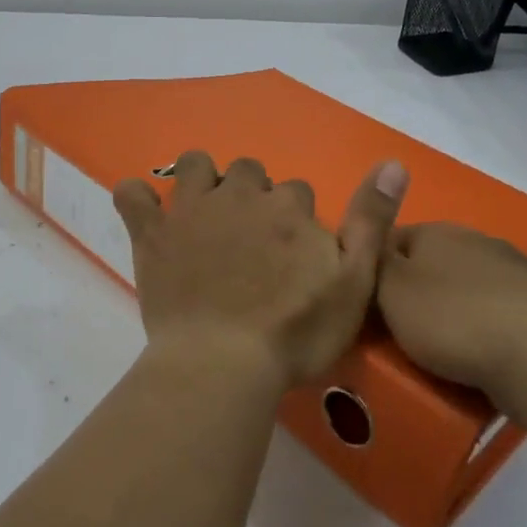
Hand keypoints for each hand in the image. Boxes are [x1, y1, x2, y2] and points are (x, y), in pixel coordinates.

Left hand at [113, 152, 408, 389]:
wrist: (224, 363)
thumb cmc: (295, 333)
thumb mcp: (355, 284)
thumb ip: (373, 222)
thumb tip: (394, 162)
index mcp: (289, 209)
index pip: (297, 192)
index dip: (295, 220)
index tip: (290, 255)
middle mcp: (241, 196)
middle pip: (249, 172)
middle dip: (252, 194)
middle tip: (249, 240)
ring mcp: (192, 211)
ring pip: (196, 165)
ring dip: (202, 180)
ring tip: (204, 215)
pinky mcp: (153, 234)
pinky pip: (132, 194)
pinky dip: (136, 198)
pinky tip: (144, 213)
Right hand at [376, 223, 526, 397]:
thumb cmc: (454, 319)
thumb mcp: (390, 290)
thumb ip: (371, 264)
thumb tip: (365, 242)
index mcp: (435, 230)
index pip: (389, 239)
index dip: (372, 268)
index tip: (362, 302)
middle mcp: (475, 240)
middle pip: (429, 263)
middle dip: (414, 291)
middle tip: (396, 331)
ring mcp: (515, 271)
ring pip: (466, 288)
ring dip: (452, 311)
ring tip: (440, 352)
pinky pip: (498, 315)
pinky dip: (485, 331)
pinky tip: (482, 358)